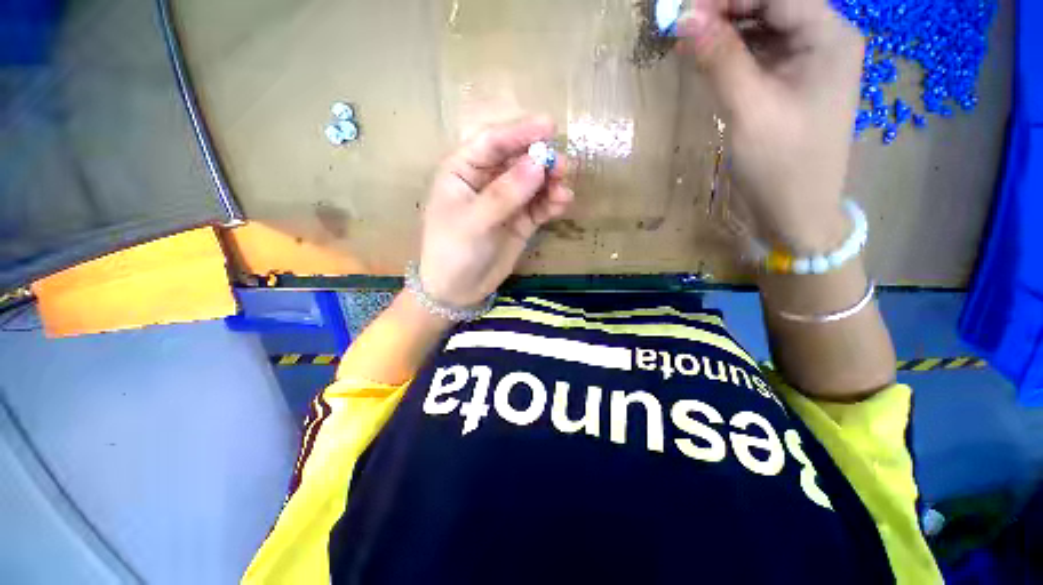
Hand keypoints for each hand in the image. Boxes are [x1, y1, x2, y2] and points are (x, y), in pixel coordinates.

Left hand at [419, 117, 573, 306]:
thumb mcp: (474, 222)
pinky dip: (551, 203)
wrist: (458, 291)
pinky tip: (562, 203)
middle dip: (540, 160)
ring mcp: (505, 202)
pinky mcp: (520, 221)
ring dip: (550, 182)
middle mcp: (486, 181)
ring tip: (563, 191)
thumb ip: (505, 194)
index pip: (492, 143)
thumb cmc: (454, 252)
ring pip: (532, 183)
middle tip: (563, 165)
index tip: (550, 126)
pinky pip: (539, 206)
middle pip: (517, 160)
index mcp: (463, 171)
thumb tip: (539, 163)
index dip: (520, 132)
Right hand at [678, 0, 864, 250]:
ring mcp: (807, 62)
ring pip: (762, 26)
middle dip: (725, 9)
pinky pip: (759, 52)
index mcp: (828, 37)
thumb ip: (720, 61)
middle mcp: (823, 39)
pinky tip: (706, 58)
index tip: (683, 10)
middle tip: (681, 25)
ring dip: (725, 29)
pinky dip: (731, 52)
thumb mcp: (750, 110)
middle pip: (771, 5)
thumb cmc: (781, 166)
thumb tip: (685, 19)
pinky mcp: (790, 83)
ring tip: (687, 41)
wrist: (796, 212)